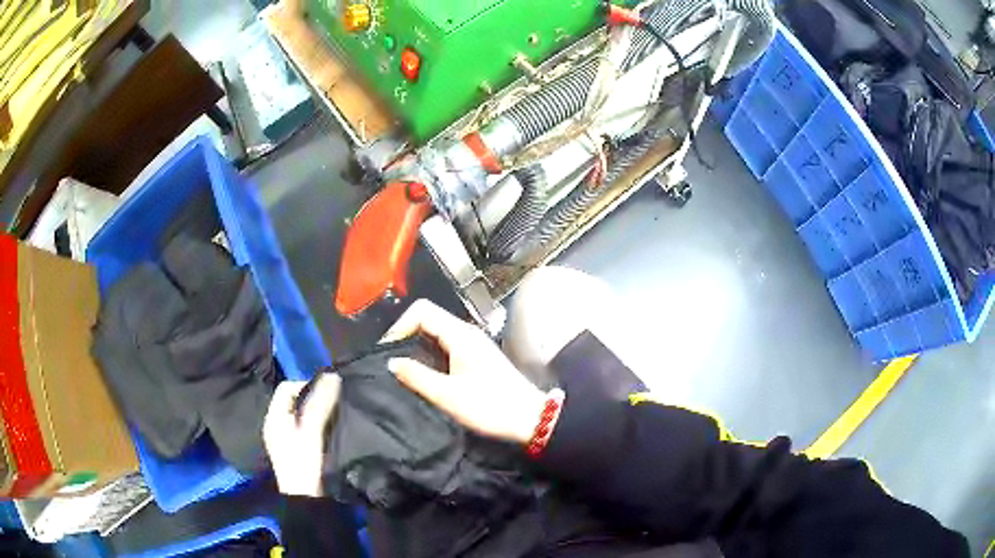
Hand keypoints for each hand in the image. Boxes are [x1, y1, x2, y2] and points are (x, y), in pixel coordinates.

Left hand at [263, 375, 340, 496]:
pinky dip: (313, 423)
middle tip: (331, 402)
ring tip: (331, 414)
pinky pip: (301, 426)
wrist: (305, 498)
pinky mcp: (292, 450)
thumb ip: (321, 403)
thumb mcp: (312, 431)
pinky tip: (326, 430)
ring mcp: (282, 438)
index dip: (305, 384)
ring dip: (313, 411)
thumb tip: (332, 376)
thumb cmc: (304, 462)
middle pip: (291, 401)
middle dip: (310, 397)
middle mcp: (274, 425)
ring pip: (298, 414)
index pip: (286, 388)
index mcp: (273, 418)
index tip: (326, 392)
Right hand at [384, 299, 547, 444]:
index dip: (400, 326)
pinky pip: (446, 345)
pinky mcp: (477, 357)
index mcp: (460, 335)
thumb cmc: (489, 406)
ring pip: (437, 332)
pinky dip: (430, 354)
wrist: (529, 418)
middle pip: (428, 318)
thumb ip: (416, 376)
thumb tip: (391, 361)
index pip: (421, 310)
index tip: (388, 351)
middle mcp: (467, 333)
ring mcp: (474, 344)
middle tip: (392, 360)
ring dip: (417, 346)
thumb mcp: (447, 395)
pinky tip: (424, 374)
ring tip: (404, 369)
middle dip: (406, 335)